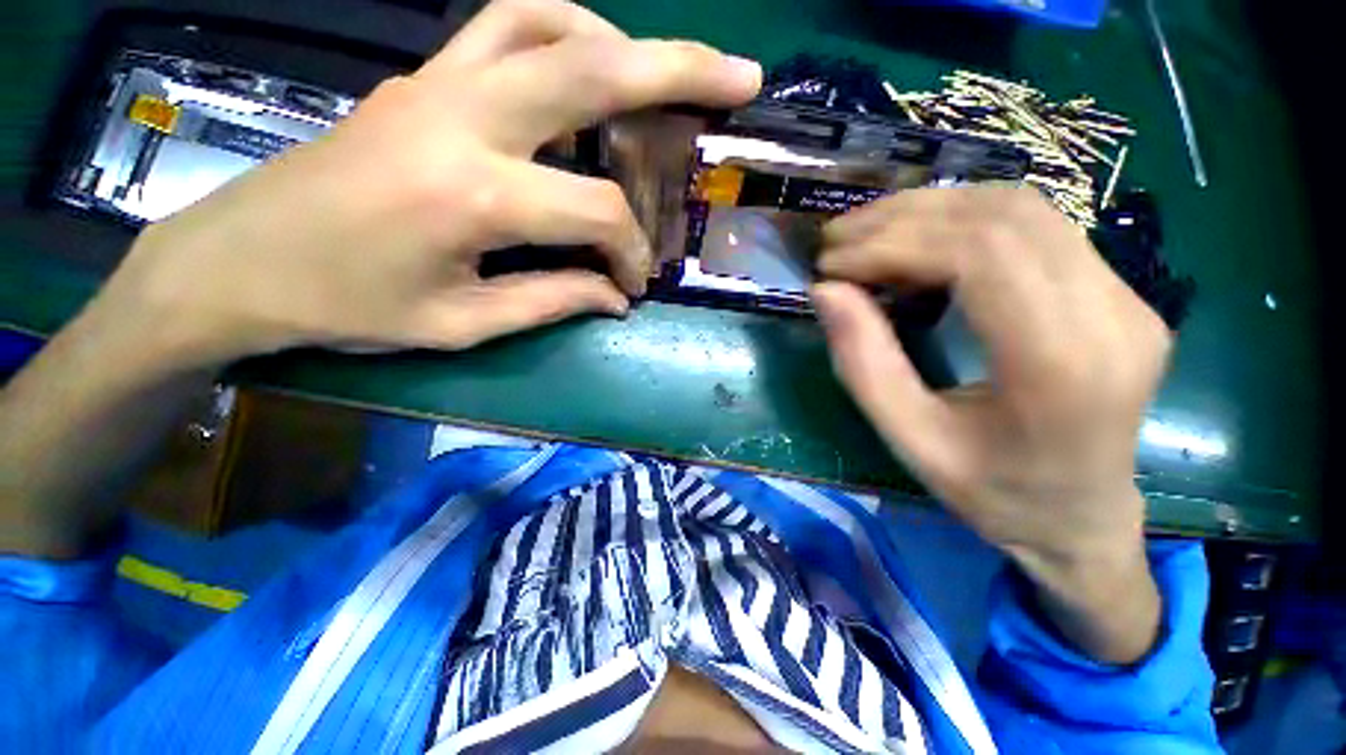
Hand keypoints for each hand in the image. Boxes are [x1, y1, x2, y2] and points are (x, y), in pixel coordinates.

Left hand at [98, 0, 761, 367]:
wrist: (241, 263)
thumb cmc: (347, 308)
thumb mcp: (461, 325)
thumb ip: (553, 302)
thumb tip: (614, 297)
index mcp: (473, 195)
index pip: (596, 214)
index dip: (630, 254)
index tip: (633, 285)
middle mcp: (462, 117)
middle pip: (592, 68)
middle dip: (679, 69)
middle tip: (740, 76)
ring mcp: (436, 82)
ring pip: (550, 23)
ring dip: (621, 42)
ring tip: (665, 74)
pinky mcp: (421, 76)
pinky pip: (505, 24)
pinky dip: (563, 31)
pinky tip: (586, 63)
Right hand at [813, 185, 1170, 662]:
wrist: (1084, 518)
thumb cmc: (994, 494)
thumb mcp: (911, 441)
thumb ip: (863, 365)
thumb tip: (826, 291)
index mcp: (1064, 366)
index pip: (980, 256)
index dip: (892, 245)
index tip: (832, 264)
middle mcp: (1113, 314)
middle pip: (1002, 218)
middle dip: (902, 219)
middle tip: (837, 240)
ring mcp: (1126, 295)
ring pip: (1020, 208)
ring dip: (930, 210)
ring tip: (866, 235)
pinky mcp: (1116, 289)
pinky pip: (1034, 226)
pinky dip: (960, 221)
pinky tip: (915, 242)